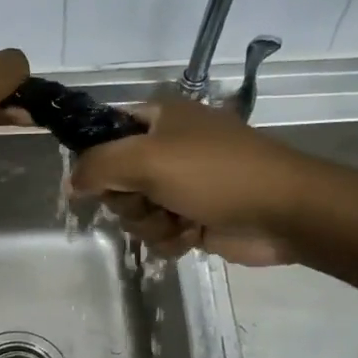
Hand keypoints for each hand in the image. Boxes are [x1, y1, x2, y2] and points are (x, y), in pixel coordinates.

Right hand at [72, 98, 318, 265]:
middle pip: (114, 180)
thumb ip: (96, 166)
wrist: (285, 213)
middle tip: (150, 200)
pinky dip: (171, 239)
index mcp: (158, 119)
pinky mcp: (193, 217)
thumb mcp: (146, 160)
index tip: (96, 180)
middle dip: (128, 200)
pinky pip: (158, 233)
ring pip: (134, 212)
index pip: (104, 133)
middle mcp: (166, 149)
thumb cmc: (215, 174)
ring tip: (179, 220)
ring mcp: (180, 185)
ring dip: (151, 223)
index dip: (95, 159)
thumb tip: (71, 183)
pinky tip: (192, 236)